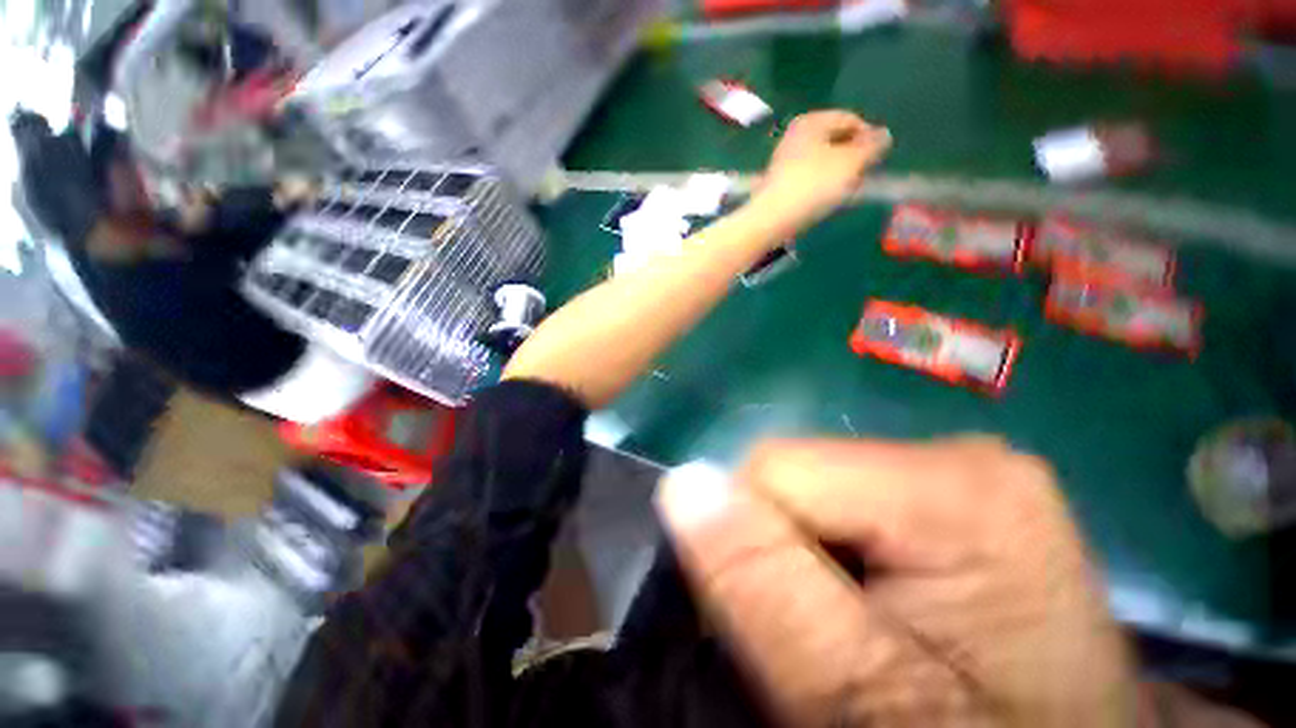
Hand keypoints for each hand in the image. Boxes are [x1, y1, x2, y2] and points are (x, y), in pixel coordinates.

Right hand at [657, 438, 1135, 726]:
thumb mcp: (864, 698)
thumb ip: (765, 581)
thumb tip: (680, 483)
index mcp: (952, 484)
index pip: (772, 468)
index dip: (750, 540)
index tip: (777, 622)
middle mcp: (962, 458)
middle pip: (796, 478)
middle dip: (783, 551)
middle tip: (824, 639)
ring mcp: (962, 475)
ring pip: (816, 493)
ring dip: (809, 559)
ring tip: (855, 631)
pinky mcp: (957, 503)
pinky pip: (850, 509)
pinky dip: (840, 558)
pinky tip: (880, 610)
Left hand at [751, 111, 891, 234]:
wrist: (772, 219)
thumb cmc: (814, 184)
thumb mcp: (851, 162)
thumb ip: (871, 147)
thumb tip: (883, 135)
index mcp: (812, 121)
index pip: (849, 119)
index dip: (868, 137)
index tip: (877, 159)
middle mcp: (795, 136)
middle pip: (834, 140)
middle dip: (852, 156)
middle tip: (862, 176)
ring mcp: (784, 161)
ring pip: (822, 161)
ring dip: (838, 173)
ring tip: (846, 191)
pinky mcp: (779, 184)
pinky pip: (808, 178)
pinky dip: (821, 185)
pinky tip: (825, 200)